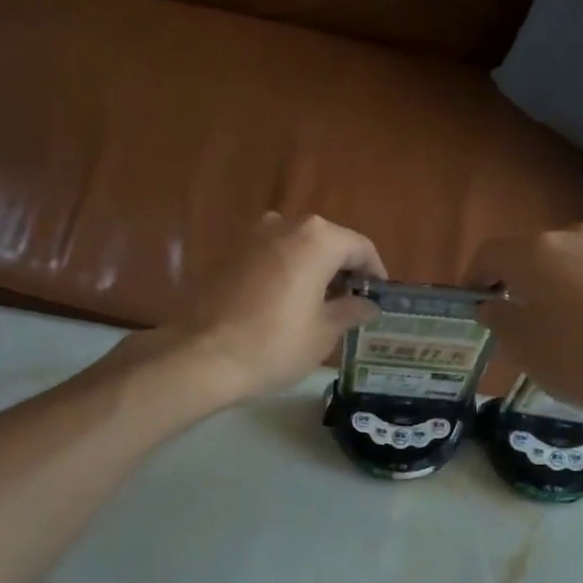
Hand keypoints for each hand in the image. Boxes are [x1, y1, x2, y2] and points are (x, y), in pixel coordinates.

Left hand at [159, 213, 384, 405]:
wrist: (203, 357)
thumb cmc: (275, 345)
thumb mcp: (324, 333)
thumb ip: (352, 310)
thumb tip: (368, 304)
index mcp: (317, 239)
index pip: (360, 247)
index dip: (375, 273)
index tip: (379, 298)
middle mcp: (285, 225)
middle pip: (328, 242)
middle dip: (343, 271)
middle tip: (352, 305)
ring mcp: (252, 236)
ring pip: (297, 248)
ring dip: (314, 271)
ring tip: (320, 307)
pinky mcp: (229, 254)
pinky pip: (271, 257)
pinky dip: (287, 274)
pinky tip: (287, 306)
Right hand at [466, 225, 582, 429]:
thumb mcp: (525, 351)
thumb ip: (499, 320)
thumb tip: (490, 304)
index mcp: (533, 254)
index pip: (489, 255)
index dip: (475, 279)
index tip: (474, 305)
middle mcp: (570, 235)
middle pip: (529, 252)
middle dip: (516, 279)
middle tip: (516, 317)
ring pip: (566, 255)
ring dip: (553, 277)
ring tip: (560, 315)